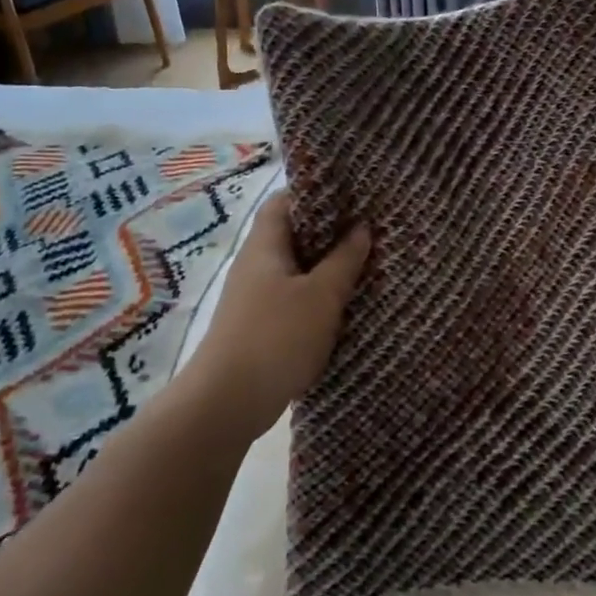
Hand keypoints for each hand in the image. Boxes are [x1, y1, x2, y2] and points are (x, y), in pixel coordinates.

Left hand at [183, 192, 370, 436]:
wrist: (227, 402)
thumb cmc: (277, 337)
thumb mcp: (321, 296)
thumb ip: (344, 260)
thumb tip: (361, 228)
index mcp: (264, 245)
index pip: (284, 201)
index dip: (315, 193)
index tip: (351, 196)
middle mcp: (255, 265)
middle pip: (291, 235)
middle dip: (328, 232)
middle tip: (368, 230)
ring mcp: (253, 297)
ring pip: (294, 269)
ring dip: (325, 267)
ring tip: (364, 264)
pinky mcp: (258, 326)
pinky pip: (292, 298)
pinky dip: (316, 296)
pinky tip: (342, 306)